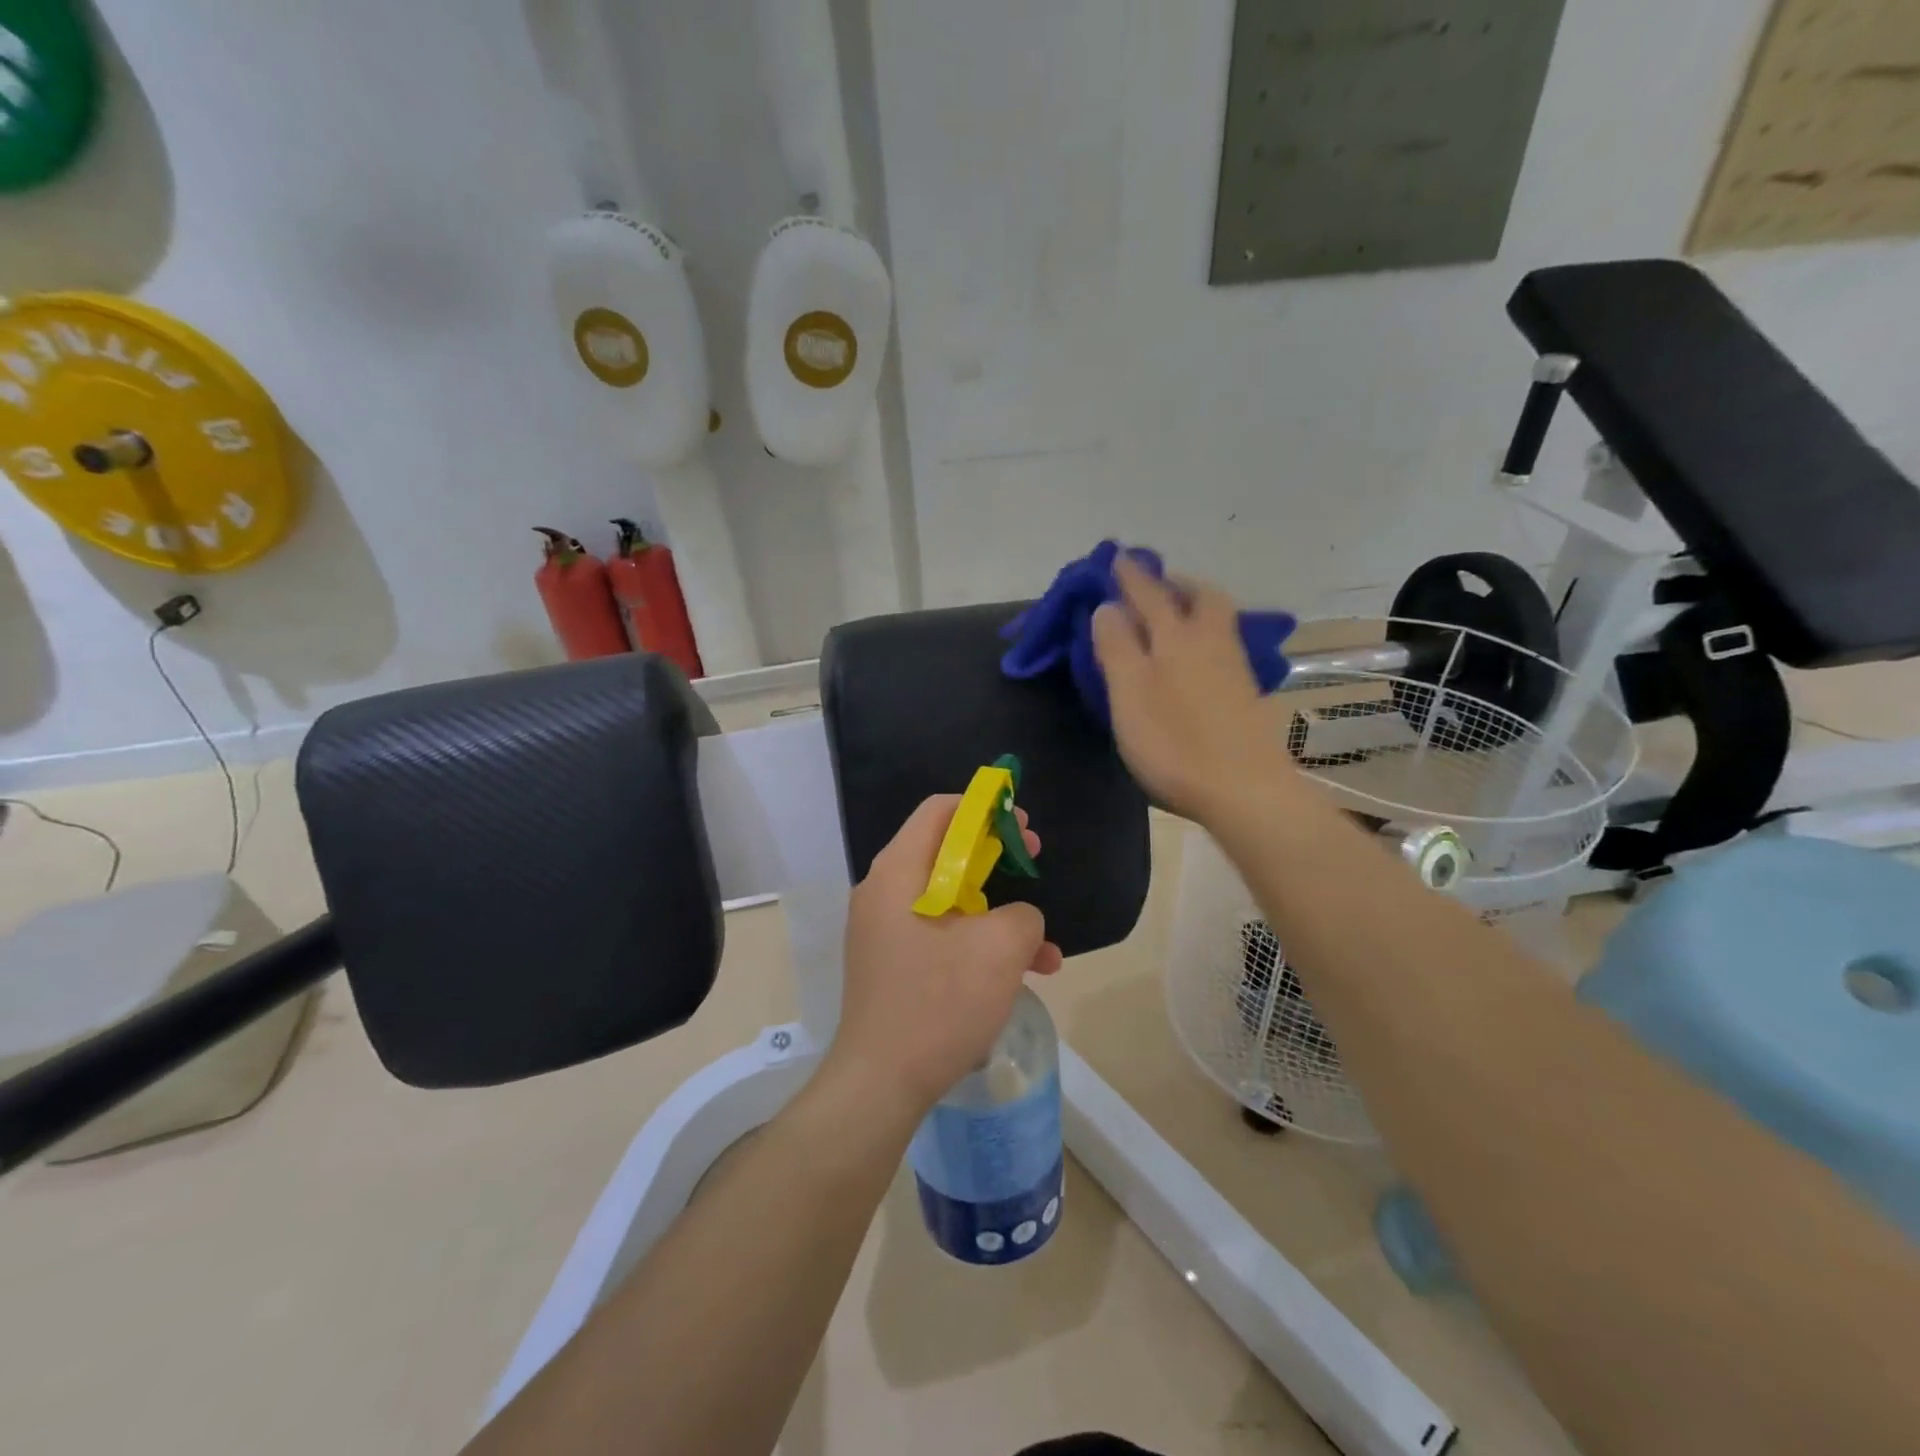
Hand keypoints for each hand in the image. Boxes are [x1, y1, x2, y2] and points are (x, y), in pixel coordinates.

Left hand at [831, 795, 1063, 1113]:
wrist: (880, 1085)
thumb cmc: (938, 1003)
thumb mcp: (999, 949)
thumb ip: (1022, 914)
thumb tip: (1018, 918)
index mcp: (898, 872)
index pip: (939, 811)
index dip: (984, 808)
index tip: (1022, 826)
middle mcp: (884, 892)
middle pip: (945, 852)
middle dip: (997, 858)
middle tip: (1034, 863)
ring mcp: (885, 932)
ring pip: (951, 901)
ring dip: (999, 915)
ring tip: (1045, 950)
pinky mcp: (893, 965)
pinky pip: (941, 937)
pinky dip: (978, 946)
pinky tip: (1021, 978)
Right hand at [1092, 555, 1288, 824]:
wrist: (1244, 789)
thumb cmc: (1175, 742)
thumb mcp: (1129, 694)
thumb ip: (1116, 648)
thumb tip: (1107, 606)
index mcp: (1176, 637)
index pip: (1149, 594)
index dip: (1130, 575)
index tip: (1118, 557)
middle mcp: (1210, 642)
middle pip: (1200, 597)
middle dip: (1175, 583)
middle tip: (1155, 585)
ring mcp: (1234, 668)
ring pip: (1218, 619)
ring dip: (1195, 606)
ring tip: (1174, 615)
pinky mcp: (1246, 694)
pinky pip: (1223, 645)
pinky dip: (1206, 636)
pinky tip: (1196, 656)